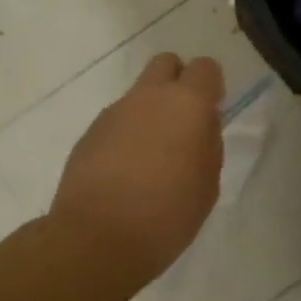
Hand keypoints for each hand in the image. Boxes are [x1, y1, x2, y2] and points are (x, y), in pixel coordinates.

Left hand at [49, 53, 225, 279]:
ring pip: (139, 95)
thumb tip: (200, 126)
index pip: (205, 67)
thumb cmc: (167, 215)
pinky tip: (124, 173)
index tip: (210, 114)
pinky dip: (125, 135)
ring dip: (149, 113)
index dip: (211, 87)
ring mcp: (114, 112)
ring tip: (149, 159)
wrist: (98, 238)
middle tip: (181, 123)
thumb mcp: (208, 184)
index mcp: (186, 104)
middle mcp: (149, 97)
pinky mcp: (89, 132)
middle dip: (177, 82)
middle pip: (166, 63)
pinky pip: (116, 121)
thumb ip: (207, 144)